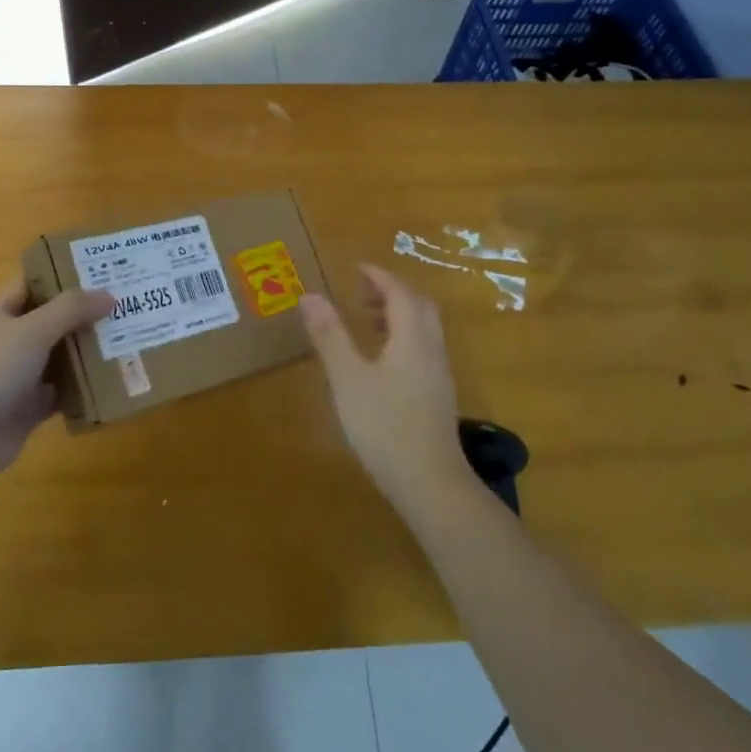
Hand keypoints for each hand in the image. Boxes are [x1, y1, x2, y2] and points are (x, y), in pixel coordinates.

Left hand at [0, 279, 111, 495]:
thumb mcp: (32, 330)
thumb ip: (71, 310)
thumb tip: (109, 294)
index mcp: (2, 311)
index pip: (37, 283)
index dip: (68, 275)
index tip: (107, 271)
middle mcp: (11, 339)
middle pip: (55, 321)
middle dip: (89, 316)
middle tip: (132, 306)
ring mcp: (20, 376)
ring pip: (62, 357)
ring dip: (91, 352)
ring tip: (134, 340)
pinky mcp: (30, 408)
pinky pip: (64, 393)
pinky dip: (86, 389)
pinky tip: (117, 383)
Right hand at [300, 265, 467, 507]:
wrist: (430, 483)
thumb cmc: (384, 426)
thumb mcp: (347, 378)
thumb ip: (330, 336)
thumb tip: (311, 296)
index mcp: (412, 337)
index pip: (399, 292)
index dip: (379, 276)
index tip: (356, 268)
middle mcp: (431, 349)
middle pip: (419, 306)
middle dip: (392, 292)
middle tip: (361, 293)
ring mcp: (439, 374)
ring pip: (424, 329)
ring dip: (399, 315)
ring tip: (367, 322)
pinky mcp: (438, 396)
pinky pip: (423, 350)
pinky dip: (403, 338)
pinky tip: (381, 362)